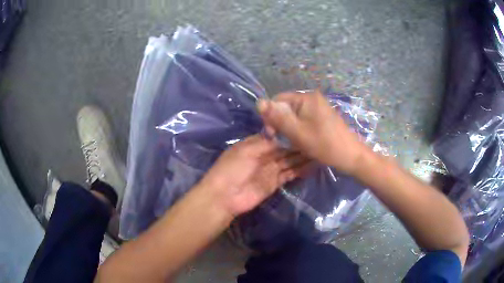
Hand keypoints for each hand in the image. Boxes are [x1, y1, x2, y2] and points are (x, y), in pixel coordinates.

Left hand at [198, 134, 310, 215]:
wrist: (225, 196)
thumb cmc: (232, 169)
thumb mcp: (247, 150)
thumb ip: (266, 142)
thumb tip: (285, 133)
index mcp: (256, 144)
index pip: (277, 136)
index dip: (290, 133)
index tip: (305, 129)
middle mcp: (265, 155)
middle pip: (285, 148)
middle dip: (299, 145)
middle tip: (317, 141)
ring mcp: (270, 169)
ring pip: (289, 161)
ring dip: (302, 157)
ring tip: (319, 152)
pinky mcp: (275, 182)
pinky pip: (289, 174)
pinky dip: (299, 171)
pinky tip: (312, 166)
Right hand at [257, 90, 366, 174]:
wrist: (350, 156)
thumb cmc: (324, 145)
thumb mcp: (297, 132)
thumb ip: (277, 117)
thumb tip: (259, 102)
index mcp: (306, 97)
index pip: (278, 100)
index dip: (270, 116)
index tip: (271, 134)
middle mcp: (312, 98)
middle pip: (286, 106)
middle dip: (281, 122)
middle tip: (283, 140)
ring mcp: (319, 106)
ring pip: (294, 114)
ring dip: (289, 127)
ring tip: (293, 141)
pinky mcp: (322, 116)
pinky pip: (304, 118)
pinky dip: (299, 128)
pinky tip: (302, 139)